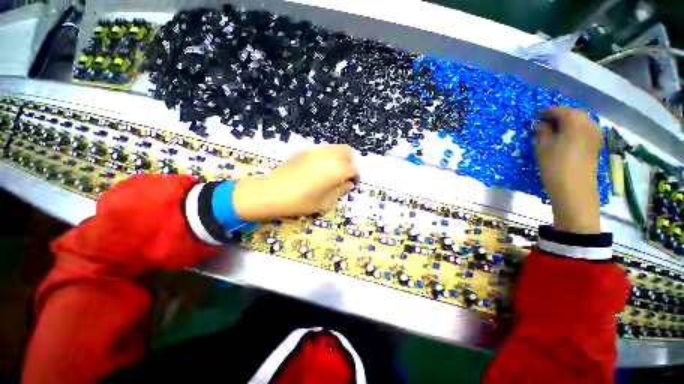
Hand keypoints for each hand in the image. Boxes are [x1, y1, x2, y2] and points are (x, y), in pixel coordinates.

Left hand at [232, 145, 358, 220]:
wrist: (273, 192)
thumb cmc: (301, 201)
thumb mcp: (325, 202)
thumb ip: (340, 191)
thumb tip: (348, 184)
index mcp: (336, 169)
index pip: (353, 168)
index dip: (354, 177)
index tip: (351, 184)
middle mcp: (328, 155)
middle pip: (346, 151)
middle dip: (349, 162)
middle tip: (343, 175)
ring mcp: (315, 150)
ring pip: (334, 148)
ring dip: (338, 158)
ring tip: (330, 172)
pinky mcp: (304, 150)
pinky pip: (322, 150)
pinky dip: (326, 157)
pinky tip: (317, 169)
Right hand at [535, 107, 602, 233]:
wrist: (575, 189)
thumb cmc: (555, 165)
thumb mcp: (542, 146)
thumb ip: (542, 131)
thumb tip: (542, 124)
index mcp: (575, 120)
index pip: (559, 110)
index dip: (545, 111)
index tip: (534, 115)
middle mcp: (589, 123)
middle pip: (572, 113)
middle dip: (558, 115)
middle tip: (543, 122)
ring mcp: (596, 134)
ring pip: (580, 121)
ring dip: (567, 123)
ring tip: (553, 130)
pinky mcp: (596, 144)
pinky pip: (584, 130)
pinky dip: (574, 130)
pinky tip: (565, 137)